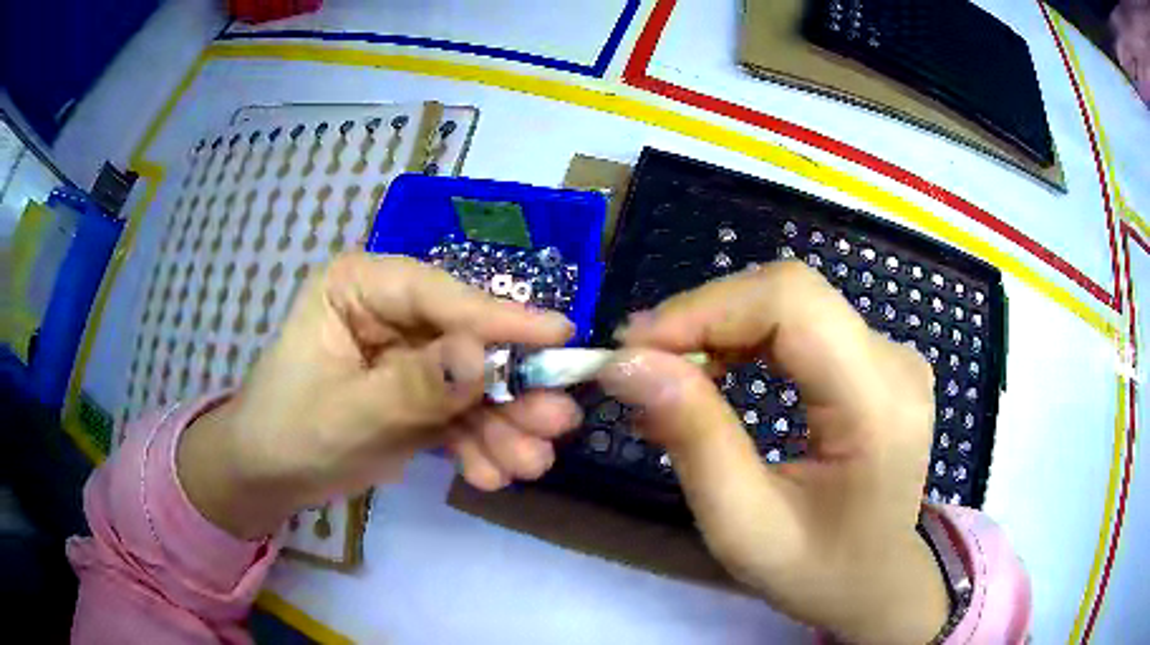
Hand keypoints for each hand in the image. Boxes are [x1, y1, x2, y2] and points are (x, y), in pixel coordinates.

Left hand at [178, 253, 581, 538]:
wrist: (267, 480)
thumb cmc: (287, 434)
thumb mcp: (345, 415)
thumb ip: (412, 388)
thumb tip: (483, 360)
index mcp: (356, 287)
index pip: (434, 292)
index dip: (496, 316)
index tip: (558, 336)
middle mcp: (388, 312)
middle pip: (464, 339)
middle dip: (510, 387)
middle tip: (557, 423)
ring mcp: (406, 355)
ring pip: (470, 382)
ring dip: (503, 424)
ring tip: (529, 465)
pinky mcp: (416, 395)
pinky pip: (457, 414)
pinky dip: (477, 444)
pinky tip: (490, 475)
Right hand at [599, 262, 947, 644]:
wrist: (875, 580)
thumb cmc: (815, 570)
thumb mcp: (742, 525)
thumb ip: (693, 439)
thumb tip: (628, 364)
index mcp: (879, 405)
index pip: (793, 305)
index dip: (707, 309)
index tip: (634, 346)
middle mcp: (895, 361)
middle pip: (790, 293)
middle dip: (706, 316)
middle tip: (642, 361)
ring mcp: (892, 354)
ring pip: (791, 301)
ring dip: (721, 326)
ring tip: (669, 372)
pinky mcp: (877, 360)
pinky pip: (802, 323)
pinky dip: (746, 337)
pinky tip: (716, 370)